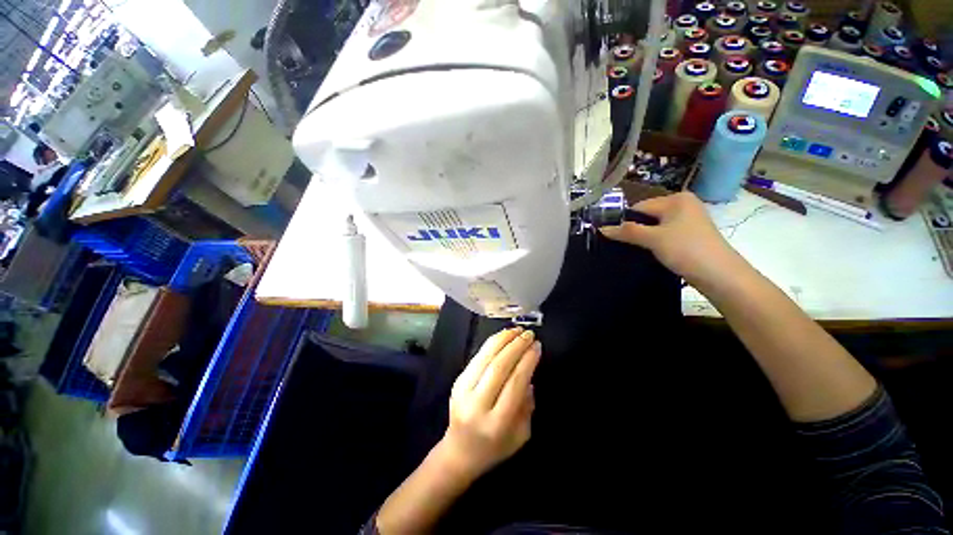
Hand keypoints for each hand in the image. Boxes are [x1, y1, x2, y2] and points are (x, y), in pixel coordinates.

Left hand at [438, 328, 540, 480]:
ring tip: (516, 330)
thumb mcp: (521, 436)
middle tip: (529, 334)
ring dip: (500, 342)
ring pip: (482, 361)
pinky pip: (473, 362)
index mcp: (497, 422)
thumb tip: (528, 379)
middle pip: (497, 369)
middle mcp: (477, 406)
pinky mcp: (455, 387)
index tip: (538, 346)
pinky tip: (500, 339)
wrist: (459, 454)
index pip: (514, 384)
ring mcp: (462, 395)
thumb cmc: (496, 449)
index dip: (527, 362)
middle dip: (515, 347)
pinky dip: (487, 348)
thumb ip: (527, 408)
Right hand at [600, 192, 741, 285]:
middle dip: (642, 231)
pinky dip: (667, 246)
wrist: (720, 274)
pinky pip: (676, 237)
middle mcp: (686, 204)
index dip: (627, 221)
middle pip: (654, 215)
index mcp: (676, 198)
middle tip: (628, 250)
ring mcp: (695, 221)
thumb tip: (603, 228)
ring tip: (643, 256)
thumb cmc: (687, 250)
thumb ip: (630, 232)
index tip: (613, 238)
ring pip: (665, 228)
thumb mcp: (655, 240)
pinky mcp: (699, 237)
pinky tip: (662, 258)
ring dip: (654, 240)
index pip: (643, 206)